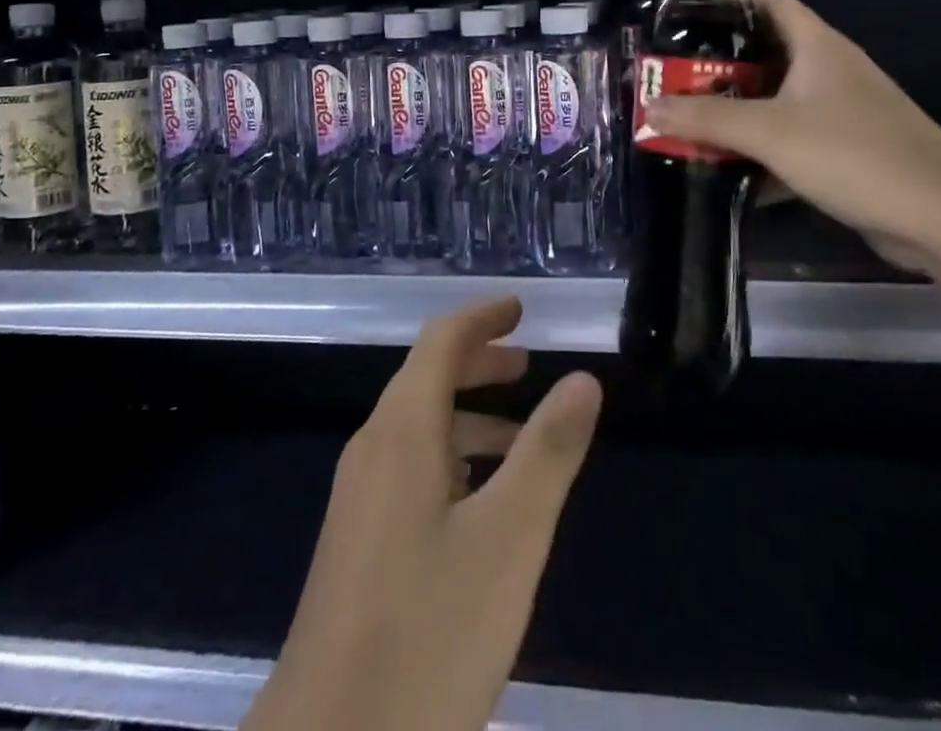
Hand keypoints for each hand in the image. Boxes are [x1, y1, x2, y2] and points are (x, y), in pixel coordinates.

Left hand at [243, 297, 602, 730]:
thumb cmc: (429, 632)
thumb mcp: (509, 539)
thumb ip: (548, 452)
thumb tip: (583, 378)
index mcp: (402, 431)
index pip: (440, 341)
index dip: (481, 318)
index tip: (520, 307)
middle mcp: (373, 449)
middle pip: (426, 378)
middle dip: (478, 361)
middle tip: (527, 362)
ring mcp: (359, 497)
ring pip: (418, 427)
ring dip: (468, 413)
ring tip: (521, 437)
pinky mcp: (357, 540)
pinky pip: (409, 467)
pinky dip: (452, 456)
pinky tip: (481, 503)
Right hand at [645, 0, 940, 274]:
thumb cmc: (854, 154)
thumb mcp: (770, 132)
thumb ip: (706, 118)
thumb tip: (649, 106)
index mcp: (818, 47)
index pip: (770, 3)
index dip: (730, 3)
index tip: (686, 21)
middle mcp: (831, 72)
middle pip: (766, 56)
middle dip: (719, 70)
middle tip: (675, 83)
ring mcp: (843, 114)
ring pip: (777, 104)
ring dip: (737, 116)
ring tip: (691, 127)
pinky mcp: (849, 154)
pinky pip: (793, 142)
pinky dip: (762, 154)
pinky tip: (731, 177)